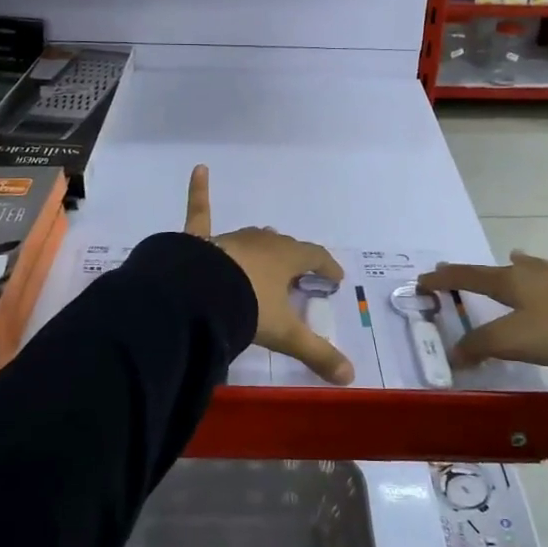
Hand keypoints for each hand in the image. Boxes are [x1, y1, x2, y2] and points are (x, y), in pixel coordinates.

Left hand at [183, 166, 353, 384]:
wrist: (198, 296)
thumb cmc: (248, 309)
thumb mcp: (285, 334)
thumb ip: (317, 354)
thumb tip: (350, 377)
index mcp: (286, 259)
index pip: (314, 257)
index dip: (327, 266)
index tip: (334, 277)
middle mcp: (261, 243)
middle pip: (283, 246)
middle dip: (293, 258)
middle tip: (298, 274)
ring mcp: (230, 238)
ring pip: (252, 237)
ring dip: (262, 246)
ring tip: (266, 254)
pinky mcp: (200, 240)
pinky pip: (200, 212)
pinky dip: (198, 191)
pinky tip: (199, 169)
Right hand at [418, 249, 547, 367]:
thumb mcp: (511, 341)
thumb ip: (480, 346)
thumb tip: (454, 353)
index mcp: (511, 282)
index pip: (469, 277)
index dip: (445, 280)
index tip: (423, 280)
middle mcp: (536, 273)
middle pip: (501, 269)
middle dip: (479, 273)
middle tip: (463, 275)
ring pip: (540, 266)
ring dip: (525, 262)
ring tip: (515, 255)